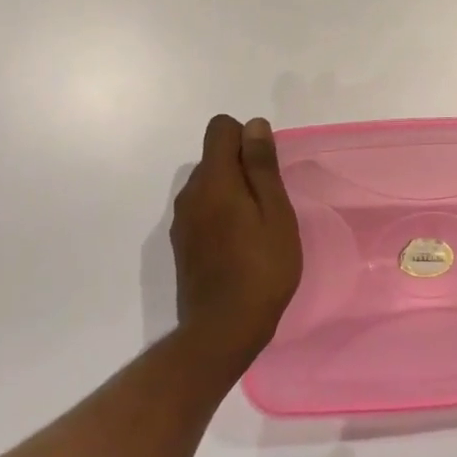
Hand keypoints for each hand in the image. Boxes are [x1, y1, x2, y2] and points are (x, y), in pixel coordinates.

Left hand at [171, 115, 302, 372]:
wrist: (222, 332)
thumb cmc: (261, 268)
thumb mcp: (274, 212)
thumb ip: (261, 165)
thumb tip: (253, 124)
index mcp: (214, 180)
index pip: (220, 128)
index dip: (246, 137)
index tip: (266, 168)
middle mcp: (191, 193)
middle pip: (215, 156)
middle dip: (242, 166)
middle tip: (269, 203)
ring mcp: (182, 220)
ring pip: (209, 184)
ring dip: (232, 192)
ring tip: (257, 227)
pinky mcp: (181, 244)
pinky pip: (203, 209)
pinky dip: (221, 214)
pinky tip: (239, 246)